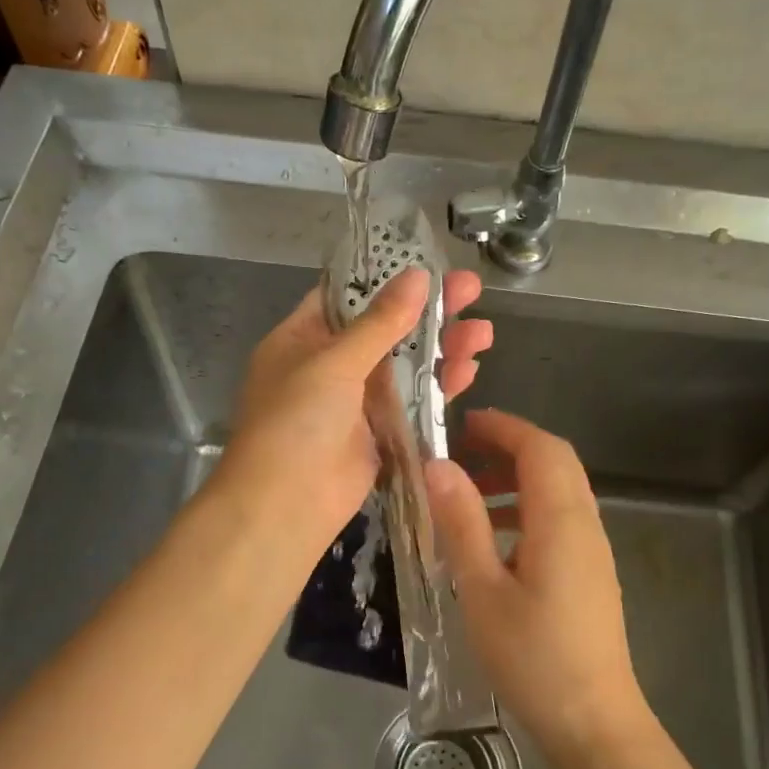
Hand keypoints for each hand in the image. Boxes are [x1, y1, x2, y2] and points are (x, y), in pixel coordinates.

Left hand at [213, 267, 491, 558]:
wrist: (285, 505)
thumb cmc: (296, 421)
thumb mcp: (334, 362)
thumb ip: (380, 322)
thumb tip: (418, 276)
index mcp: (302, 338)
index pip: (347, 296)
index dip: (387, 278)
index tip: (429, 263)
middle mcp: (328, 365)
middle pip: (385, 328)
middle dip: (428, 311)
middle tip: (473, 290)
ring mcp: (355, 401)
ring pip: (405, 365)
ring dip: (441, 348)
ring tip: (483, 332)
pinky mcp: (378, 433)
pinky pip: (412, 402)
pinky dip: (438, 386)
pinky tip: (468, 369)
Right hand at [424, 409, 649, 768]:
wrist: (594, 722)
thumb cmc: (533, 658)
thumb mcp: (482, 590)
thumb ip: (462, 523)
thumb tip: (438, 465)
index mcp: (560, 521)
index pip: (540, 448)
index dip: (504, 427)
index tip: (462, 425)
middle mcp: (585, 524)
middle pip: (555, 461)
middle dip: (509, 446)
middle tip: (462, 452)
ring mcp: (594, 549)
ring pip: (559, 489)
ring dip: (518, 477)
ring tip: (469, 493)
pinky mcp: (592, 571)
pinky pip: (561, 518)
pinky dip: (528, 507)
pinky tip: (495, 540)